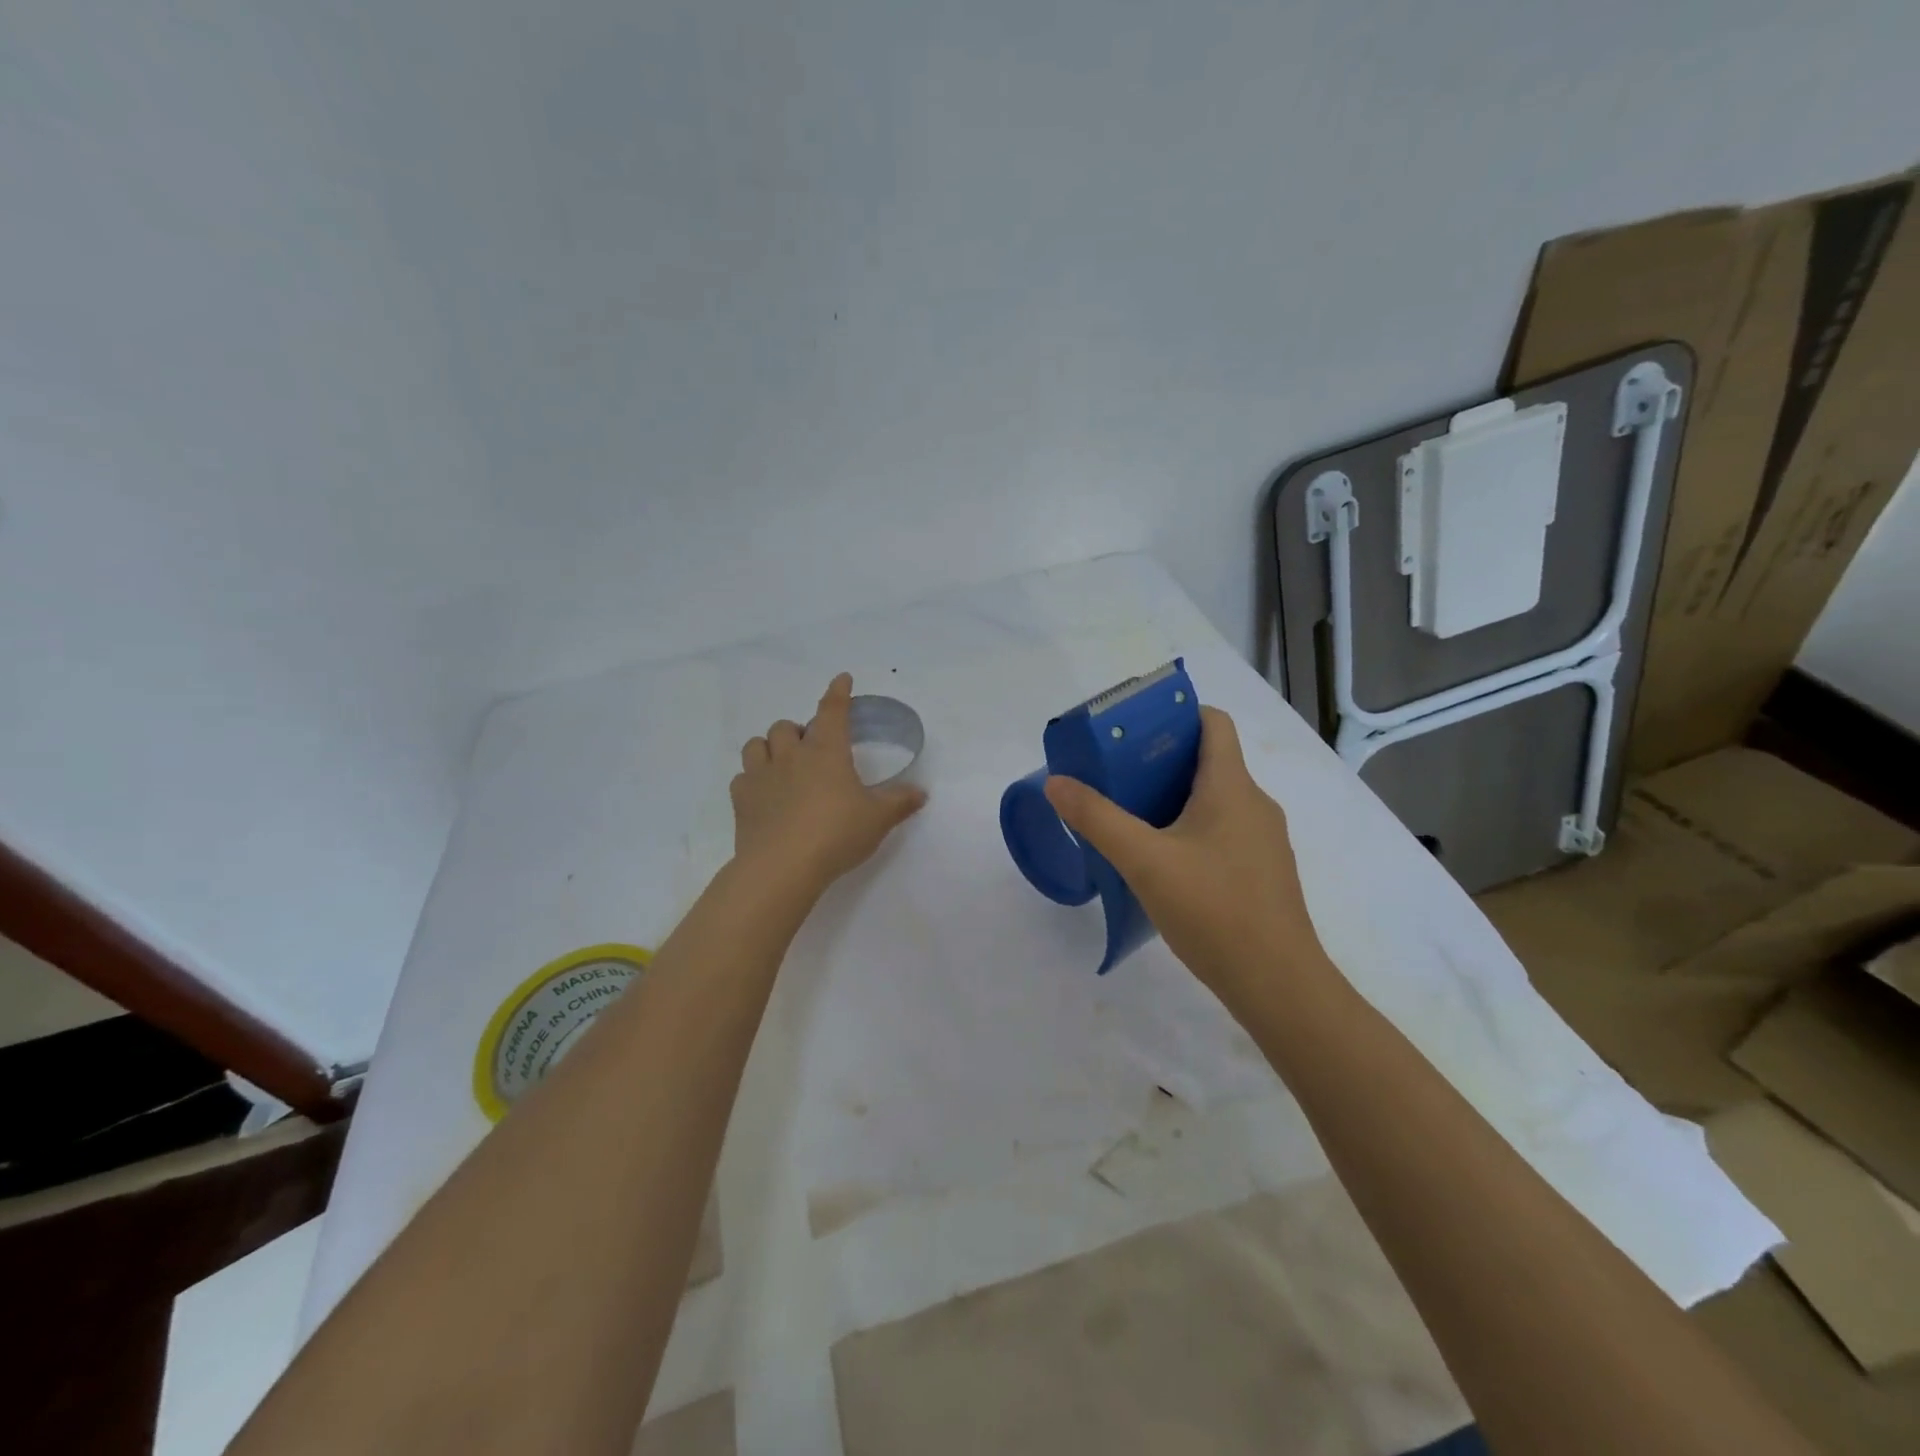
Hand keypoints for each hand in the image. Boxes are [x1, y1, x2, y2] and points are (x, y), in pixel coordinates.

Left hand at [731, 673, 927, 894]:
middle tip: (812, 750)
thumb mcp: (878, 819)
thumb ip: (899, 802)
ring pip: (757, 744)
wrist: (782, 867)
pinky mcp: (741, 800)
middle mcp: (791, 755)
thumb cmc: (836, 834)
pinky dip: (753, 779)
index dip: (838, 693)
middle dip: (799, 731)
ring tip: (782, 763)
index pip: (832, 711)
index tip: (841, 679)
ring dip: (770, 747)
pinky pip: (742, 777)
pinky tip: (764, 793)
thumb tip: (921, 792)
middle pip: (787, 726)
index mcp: (826, 752)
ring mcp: (761, 776)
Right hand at [1043, 706, 1328, 1009]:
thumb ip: (1097, 819)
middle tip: (1115, 774)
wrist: (1277, 983)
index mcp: (1232, 787)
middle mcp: (1254, 804)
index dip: (1176, 713)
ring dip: (1173, 798)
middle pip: (1208, 761)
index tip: (1133, 729)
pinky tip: (1162, 861)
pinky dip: (1190, 829)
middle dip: (1160, 760)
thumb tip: (1056, 782)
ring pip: (1214, 800)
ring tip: (1130, 815)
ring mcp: (1262, 840)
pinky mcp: (1261, 872)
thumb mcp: (1144, 861)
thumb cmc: (1213, 909)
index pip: (1213, 722)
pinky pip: (1222, 831)